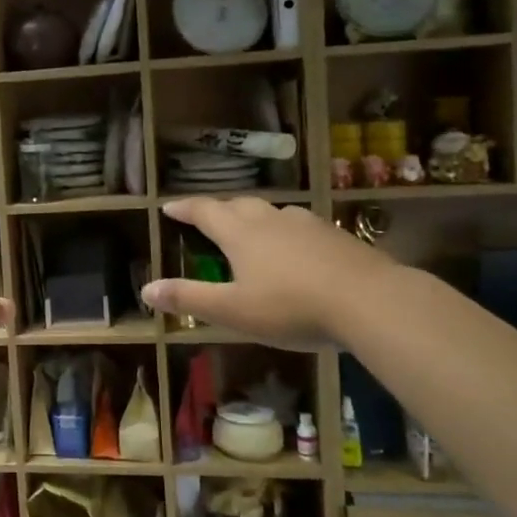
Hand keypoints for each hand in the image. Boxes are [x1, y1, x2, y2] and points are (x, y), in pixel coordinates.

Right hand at [140, 197, 394, 351]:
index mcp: (240, 234)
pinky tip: (296, 248)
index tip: (169, 207)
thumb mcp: (233, 311)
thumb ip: (190, 299)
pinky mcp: (336, 237)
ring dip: (254, 217)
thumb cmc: (291, 307)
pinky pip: (300, 226)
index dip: (185, 209)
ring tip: (250, 229)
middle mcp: (270, 220)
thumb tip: (146, 290)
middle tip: (207, 217)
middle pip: (238, 205)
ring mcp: (307, 225)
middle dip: (218, 210)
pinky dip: (286, 231)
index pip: (205, 212)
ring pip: (272, 212)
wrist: (370, 301)